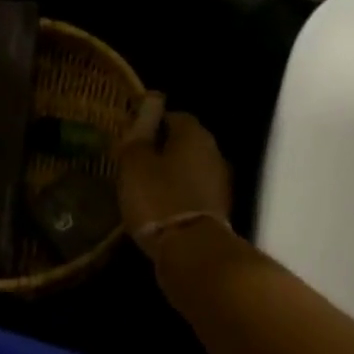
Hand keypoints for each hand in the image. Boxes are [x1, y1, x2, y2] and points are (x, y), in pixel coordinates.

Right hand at [116, 98, 231, 256]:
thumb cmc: (158, 198)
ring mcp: (220, 182)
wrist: (192, 251)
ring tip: (145, 186)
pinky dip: (179, 194)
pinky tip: (161, 207)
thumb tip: (150, 102)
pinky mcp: (219, 209)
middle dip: (162, 148)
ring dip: (172, 173)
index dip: (152, 123)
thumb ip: (139, 132)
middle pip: (185, 141)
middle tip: (136, 161)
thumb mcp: (135, 162)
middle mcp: (214, 151)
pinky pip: (195, 192)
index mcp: (194, 134)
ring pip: (191, 167)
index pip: (174, 115)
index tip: (132, 137)